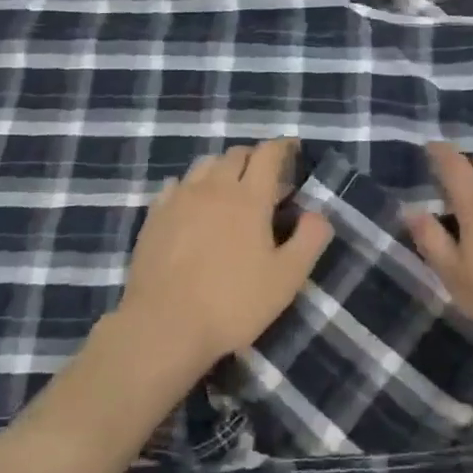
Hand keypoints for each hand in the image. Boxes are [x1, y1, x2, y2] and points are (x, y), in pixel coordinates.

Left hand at [104, 140, 332, 383]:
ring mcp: (179, 200)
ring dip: (223, 168)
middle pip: (235, 154)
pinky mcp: (154, 217)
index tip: (293, 149)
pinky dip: (191, 186)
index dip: (283, 147)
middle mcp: (213, 188)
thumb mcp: (287, 278)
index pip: (268, 154)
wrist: (164, 326)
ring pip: (204, 164)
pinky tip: (193, 205)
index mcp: (249, 197)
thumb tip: (318, 214)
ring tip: (230, 189)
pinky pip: (176, 185)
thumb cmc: (233, 303)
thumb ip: (310, 239)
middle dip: (255, 158)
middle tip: (267, 178)